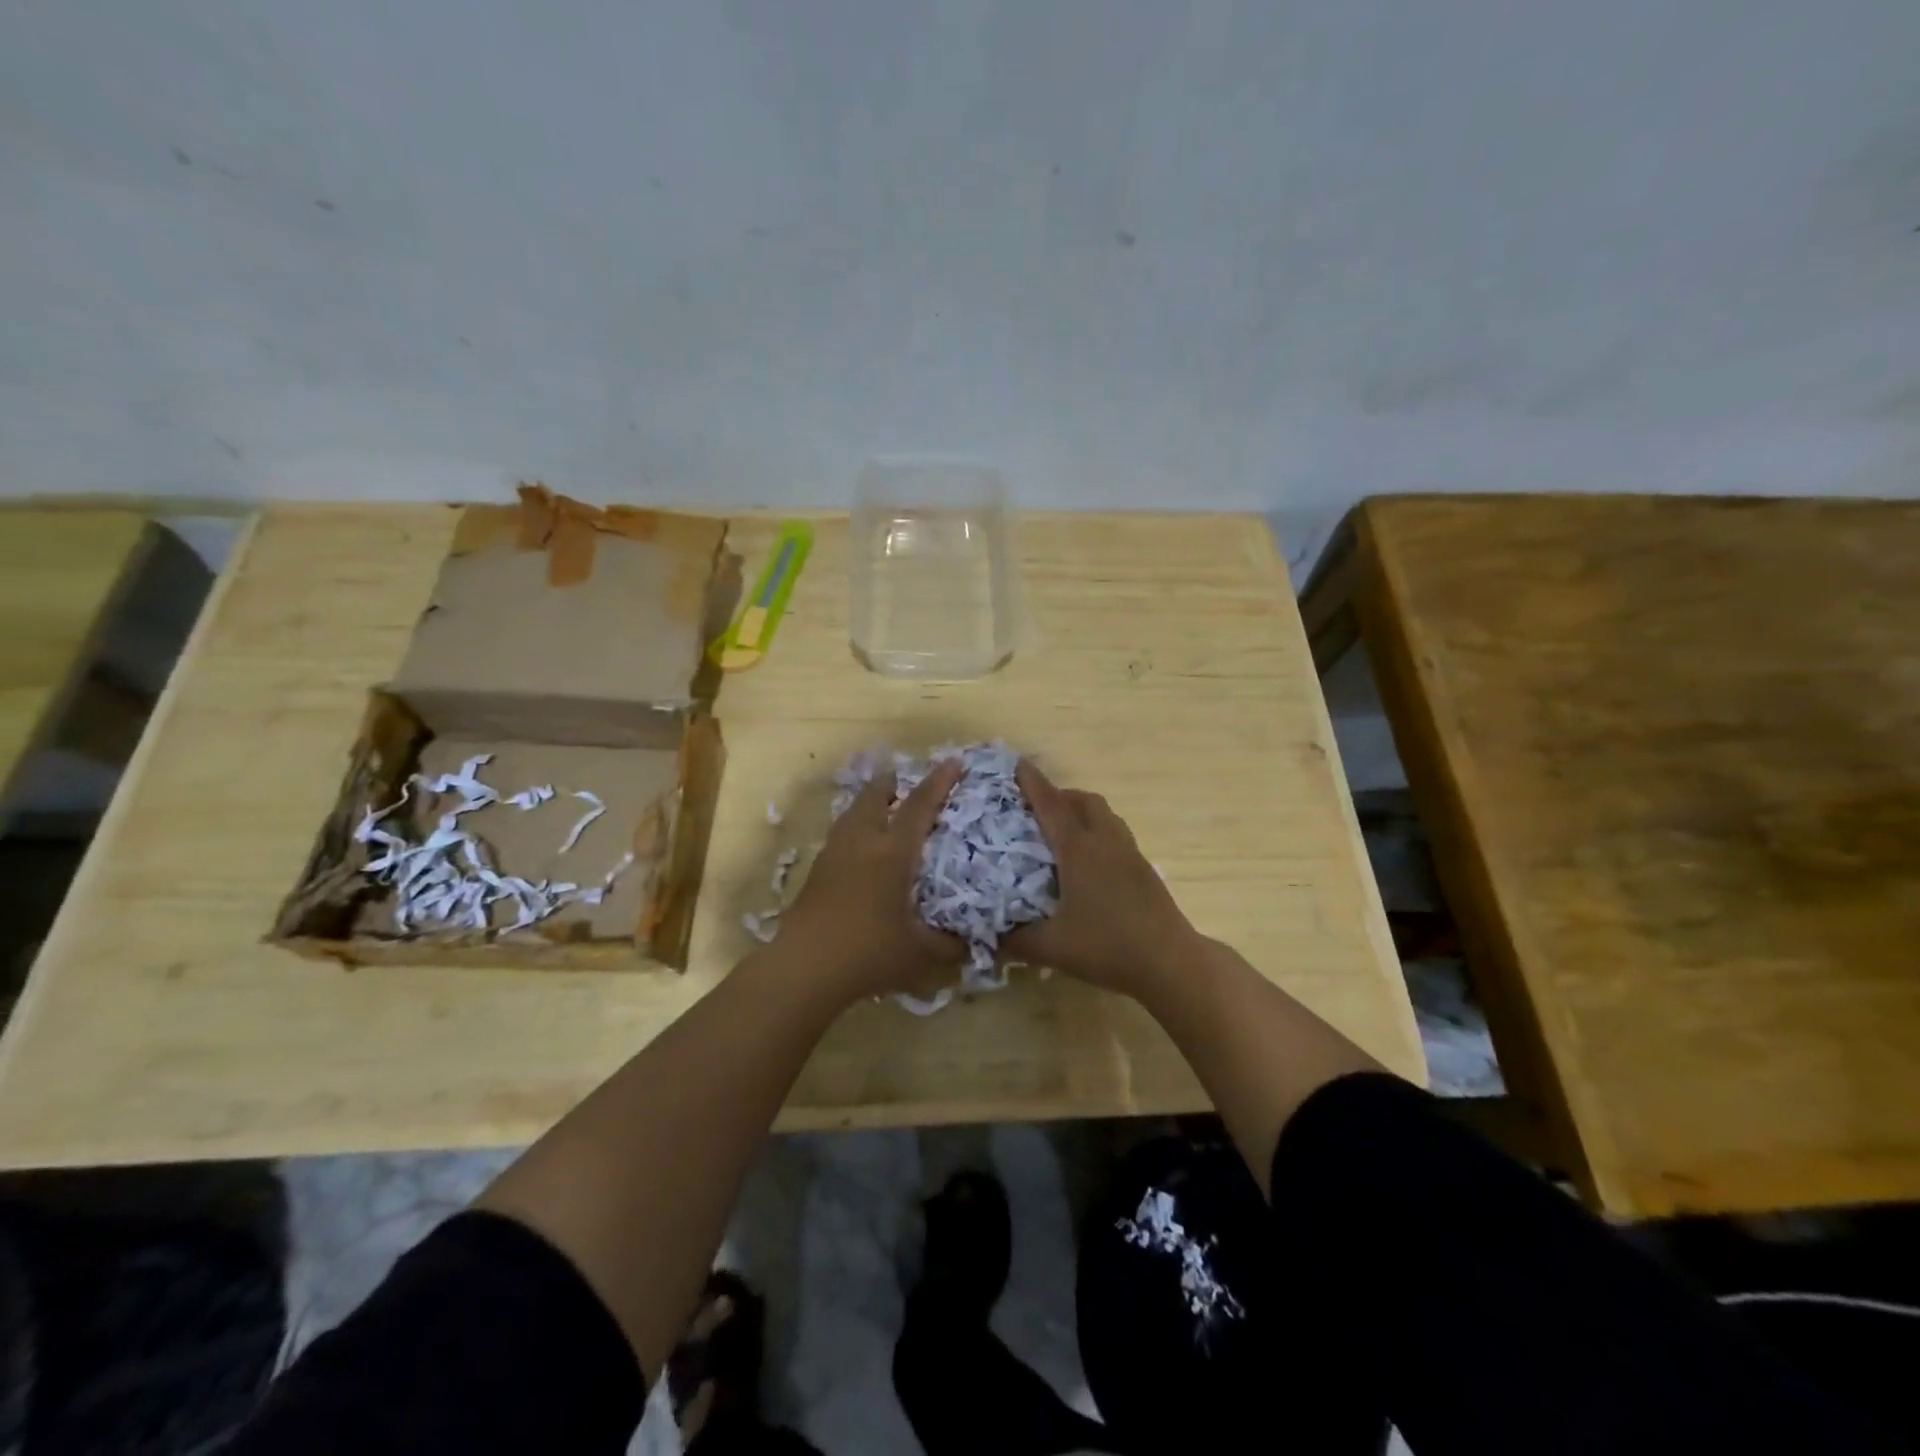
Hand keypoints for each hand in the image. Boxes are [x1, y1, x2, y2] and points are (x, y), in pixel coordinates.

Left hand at [774, 757, 964, 1004]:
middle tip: (908, 782)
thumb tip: (971, 944)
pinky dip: (856, 828)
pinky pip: (841, 834)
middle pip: (875, 796)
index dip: (938, 782)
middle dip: (893, 783)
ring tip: (885, 811)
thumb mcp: (920, 955)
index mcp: (892, 853)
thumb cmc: (868, 953)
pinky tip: (862, 849)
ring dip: (871, 804)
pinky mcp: (816, 871)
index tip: (953, 761)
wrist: (804, 968)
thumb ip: (949, 946)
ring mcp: (834, 854)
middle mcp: (862, 842)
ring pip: (853, 813)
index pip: (919, 806)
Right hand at [1002, 761, 1199, 997]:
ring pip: (1105, 816)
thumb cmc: (1107, 947)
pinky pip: (1117, 835)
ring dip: (1083, 812)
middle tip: (1037, 809)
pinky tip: (1089, 864)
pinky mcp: (1144, 870)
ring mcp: (1129, 854)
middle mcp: (1106, 843)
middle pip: (1084, 801)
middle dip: (1060, 795)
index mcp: (1079, 851)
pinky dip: (1099, 833)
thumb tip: (989, 936)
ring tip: (1063, 832)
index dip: (1033, 783)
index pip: (1051, 806)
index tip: (1018, 764)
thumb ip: (1016, 939)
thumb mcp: (1052, 947)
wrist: (1170, 962)